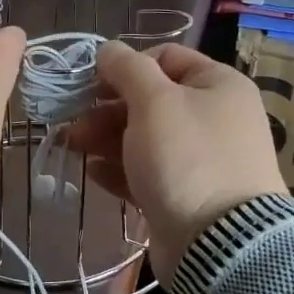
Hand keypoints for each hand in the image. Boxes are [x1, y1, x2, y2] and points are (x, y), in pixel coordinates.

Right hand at [62, 41, 286, 281]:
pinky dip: (120, 169)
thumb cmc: (186, 157)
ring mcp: (201, 160)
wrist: (219, 243)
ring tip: (73, 147)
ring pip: (144, 138)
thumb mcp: (154, 101)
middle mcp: (214, 118)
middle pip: (151, 101)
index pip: (166, 57)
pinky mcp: (185, 195)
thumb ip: (127, 69)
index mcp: (218, 85)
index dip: (125, 66)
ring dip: (106, 139)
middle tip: (73, 123)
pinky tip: (94, 173)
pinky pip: (148, 173)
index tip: (91, 83)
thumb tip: (108, 49)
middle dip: (106, 109)